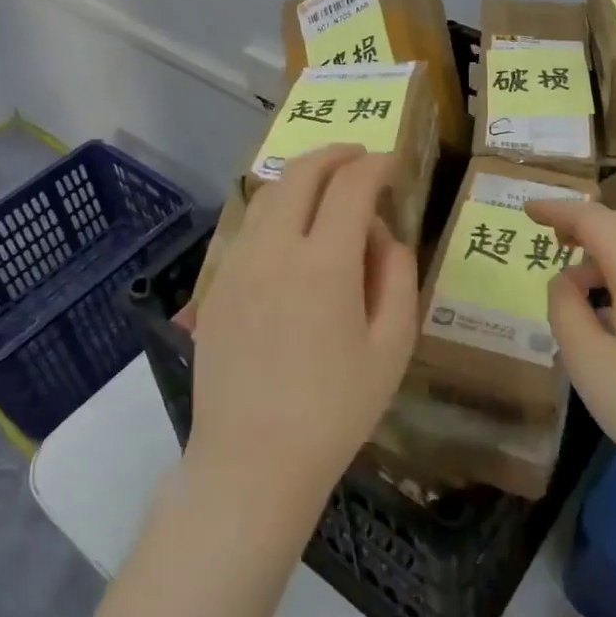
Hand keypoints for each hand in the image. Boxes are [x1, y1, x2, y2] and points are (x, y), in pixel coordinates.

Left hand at [187, 145, 418, 533]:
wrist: (252, 461)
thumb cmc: (335, 410)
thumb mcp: (392, 347)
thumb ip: (397, 276)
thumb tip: (383, 233)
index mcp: (324, 263)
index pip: (351, 186)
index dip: (375, 165)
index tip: (392, 164)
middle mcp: (275, 249)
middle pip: (302, 174)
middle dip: (335, 155)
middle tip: (359, 156)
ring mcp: (238, 264)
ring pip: (269, 195)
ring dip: (301, 177)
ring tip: (326, 186)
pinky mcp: (217, 285)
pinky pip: (249, 227)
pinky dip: (276, 208)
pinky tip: (291, 230)